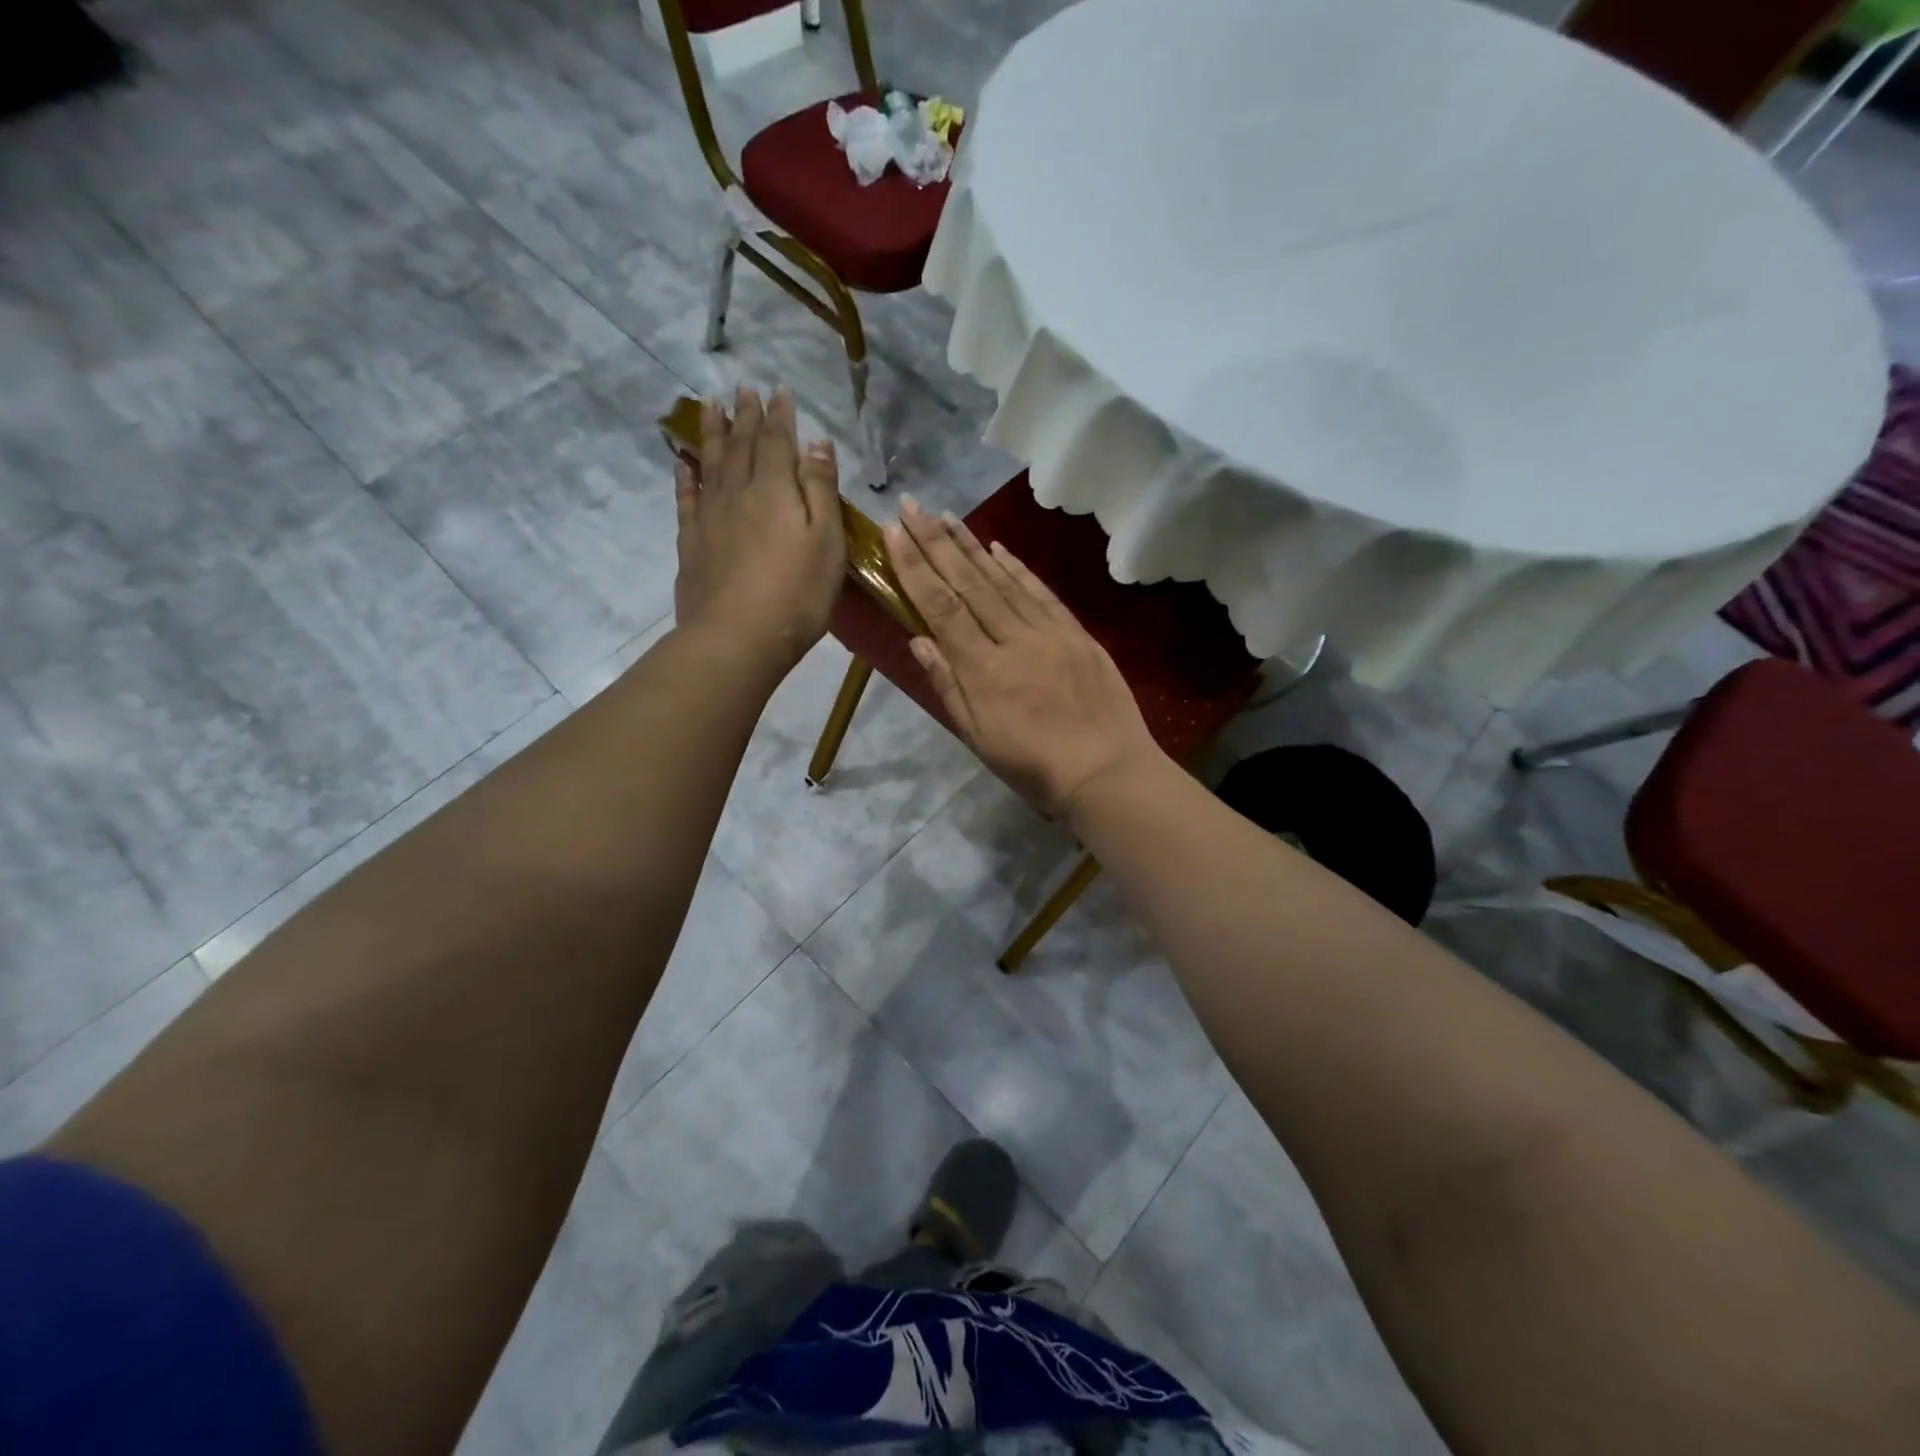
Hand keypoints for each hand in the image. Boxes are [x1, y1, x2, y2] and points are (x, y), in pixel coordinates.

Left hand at [675, 387, 845, 672]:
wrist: (737, 637)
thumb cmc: (796, 594)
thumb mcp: (827, 542)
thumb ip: (821, 490)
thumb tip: (817, 443)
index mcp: (775, 488)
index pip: (777, 441)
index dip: (780, 416)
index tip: (779, 391)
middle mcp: (737, 491)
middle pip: (740, 444)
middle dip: (745, 415)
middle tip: (742, 388)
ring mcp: (709, 516)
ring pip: (710, 462)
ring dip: (713, 432)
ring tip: (710, 406)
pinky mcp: (691, 541)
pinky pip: (686, 496)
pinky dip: (686, 474)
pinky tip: (683, 461)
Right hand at [884, 496, 1163, 814]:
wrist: (1107, 771)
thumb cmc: (1034, 767)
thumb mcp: (979, 738)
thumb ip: (948, 686)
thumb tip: (919, 639)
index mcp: (983, 670)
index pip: (941, 606)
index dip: (915, 567)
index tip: (894, 532)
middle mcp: (1013, 640)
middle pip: (968, 583)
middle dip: (935, 542)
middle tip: (911, 506)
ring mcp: (1048, 632)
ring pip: (1002, 581)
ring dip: (971, 546)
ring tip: (946, 515)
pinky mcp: (1076, 633)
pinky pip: (1041, 593)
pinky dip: (1017, 568)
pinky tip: (997, 548)